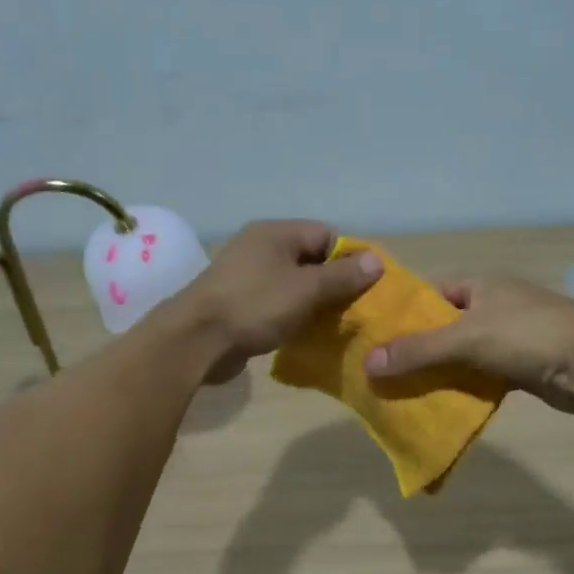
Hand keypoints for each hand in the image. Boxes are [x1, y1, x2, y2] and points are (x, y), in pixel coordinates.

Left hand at [176, 221, 382, 380]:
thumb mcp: (306, 289)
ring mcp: (247, 276)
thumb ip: (342, 276)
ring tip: (335, 324)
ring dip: (314, 303)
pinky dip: (293, 315)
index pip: (326, 234)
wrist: (197, 340)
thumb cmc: (255, 306)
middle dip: (334, 283)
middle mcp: (260, 248)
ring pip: (293, 284)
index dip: (350, 258)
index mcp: (276, 233)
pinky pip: (276, 303)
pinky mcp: (239, 303)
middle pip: (310, 259)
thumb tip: (376, 260)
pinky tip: (306, 333)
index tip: (367, 286)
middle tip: (355, 309)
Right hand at [363, 277, 573, 412]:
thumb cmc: (527, 334)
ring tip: (400, 390)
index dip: (403, 311)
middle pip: (442, 326)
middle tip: (380, 370)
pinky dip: (461, 387)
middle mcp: (491, 306)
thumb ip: (417, 350)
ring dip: (437, 371)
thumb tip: (367, 363)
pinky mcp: (519, 367)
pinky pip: (479, 375)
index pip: (430, 292)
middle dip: (415, 347)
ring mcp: (507, 337)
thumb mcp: (465, 338)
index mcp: (479, 285)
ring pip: (460, 354)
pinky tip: (438, 403)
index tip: (373, 334)